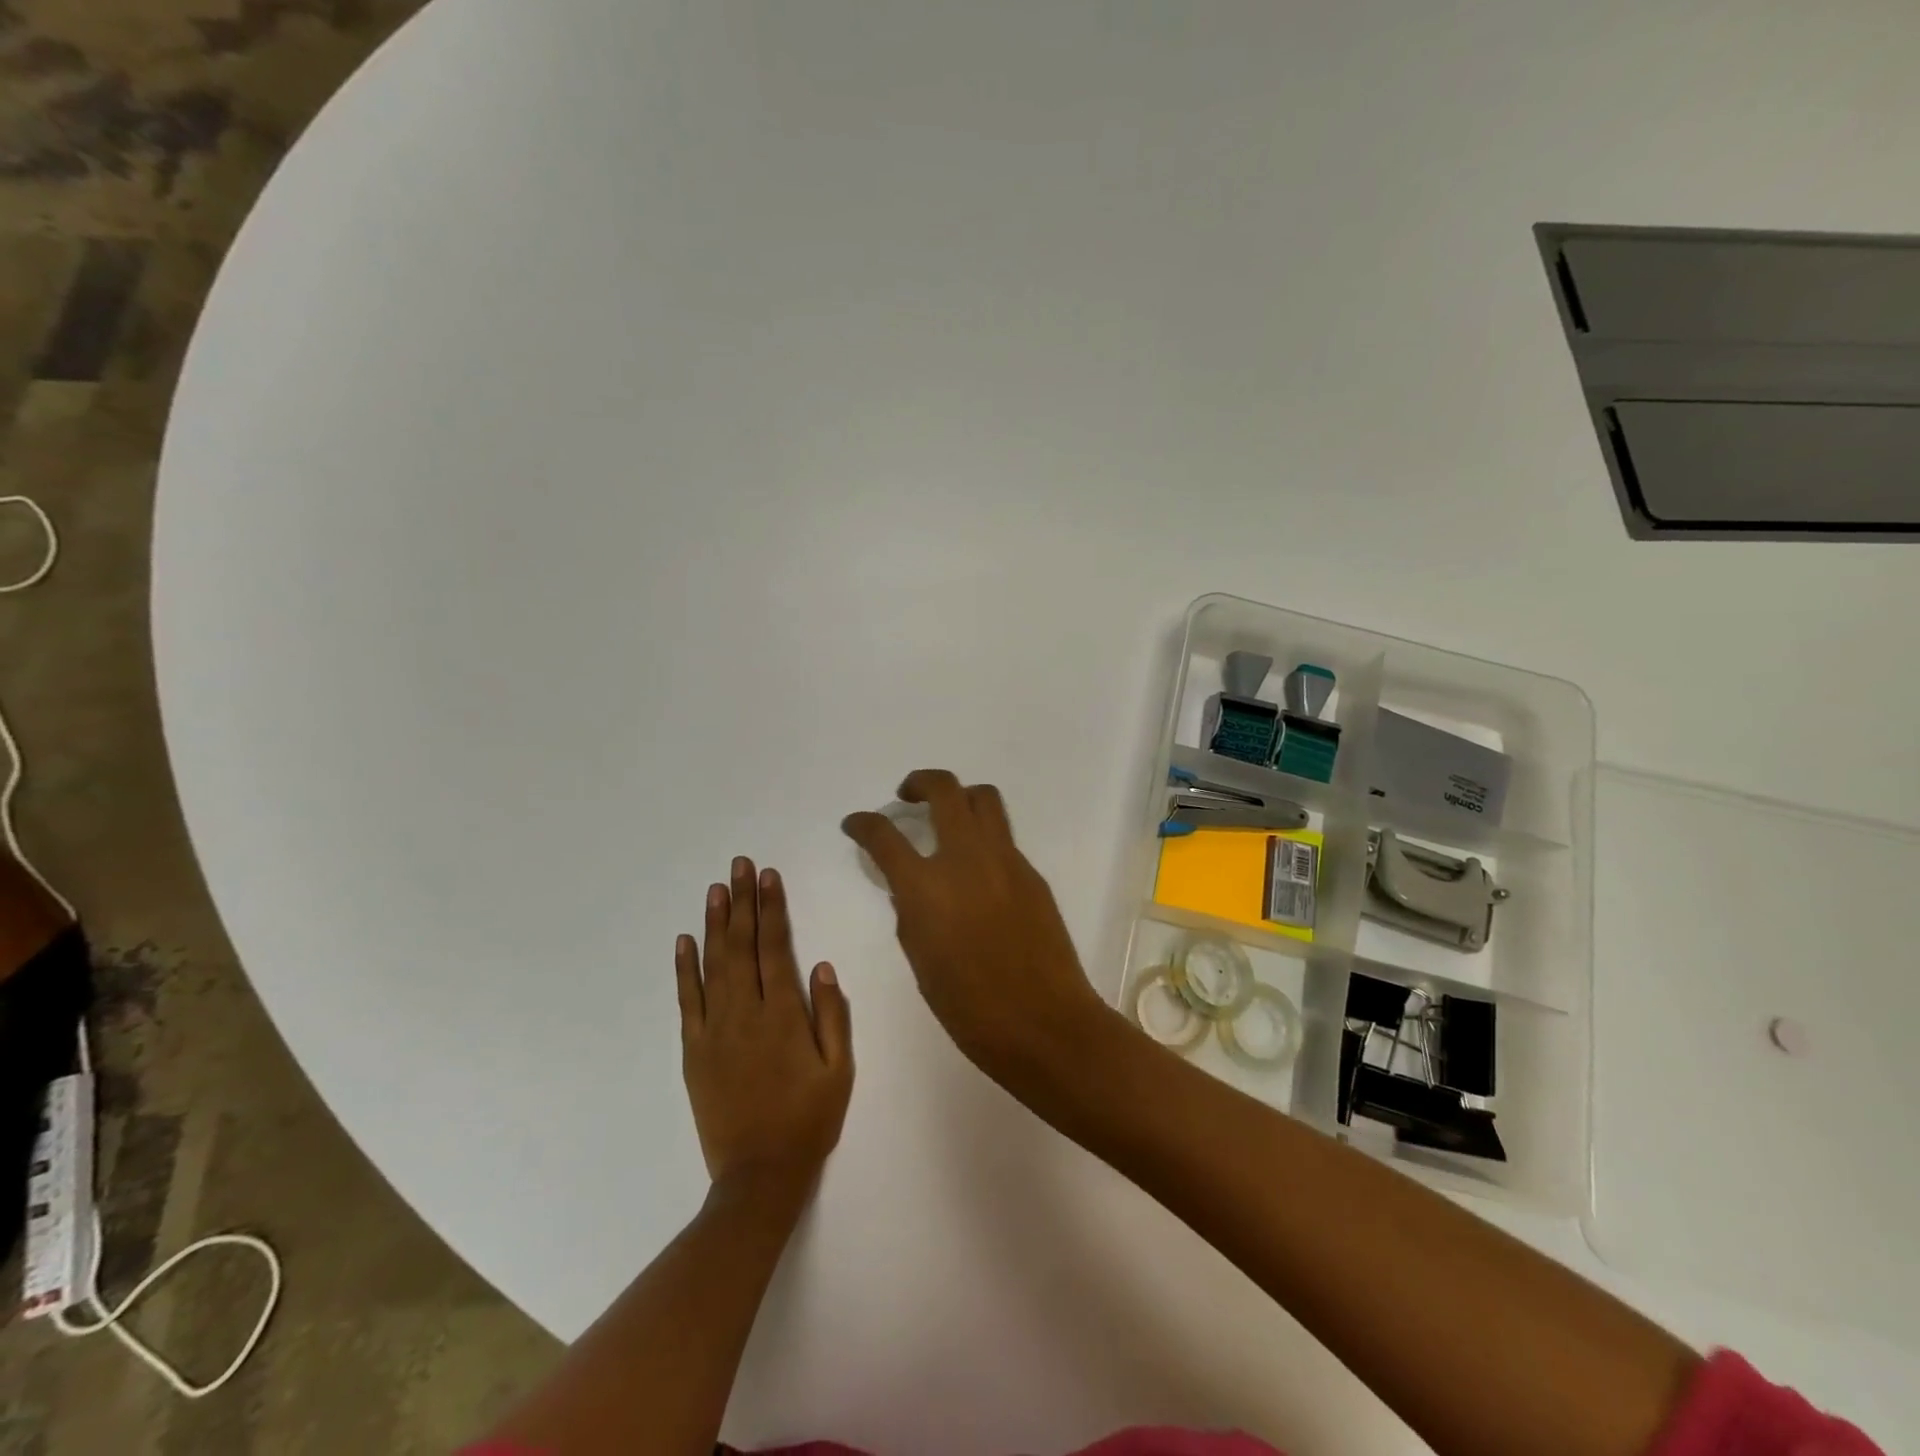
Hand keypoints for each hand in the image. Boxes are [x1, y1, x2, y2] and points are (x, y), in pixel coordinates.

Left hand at [676, 858, 852, 1204]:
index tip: (768, 876)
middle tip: (739, 865)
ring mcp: (714, 1030)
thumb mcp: (839, 1070)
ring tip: (715, 889)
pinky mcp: (694, 1050)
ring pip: (713, 964)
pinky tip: (685, 941)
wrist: (758, 1176)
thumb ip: (833, 1015)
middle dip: (742, 902)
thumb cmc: (808, 1120)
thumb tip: (823, 966)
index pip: (775, 947)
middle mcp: (745, 1013)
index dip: (771, 908)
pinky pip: (687, 1001)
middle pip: (742, 945)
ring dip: (715, 924)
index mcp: (783, 1015)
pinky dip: (684, 969)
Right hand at [841, 770, 1108, 1082]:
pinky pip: (1003, 838)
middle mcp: (966, 858)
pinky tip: (977, 870)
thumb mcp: (921, 960)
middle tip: (907, 796)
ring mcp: (1005, 860)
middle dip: (919, 782)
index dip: (863, 823)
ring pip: (983, 799)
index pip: (884, 835)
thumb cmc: (970, 1007)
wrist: (1044, 1022)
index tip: (855, 823)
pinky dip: (983, 838)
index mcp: (927, 887)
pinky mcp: (1031, 873)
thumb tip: (911, 888)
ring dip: (959, 797)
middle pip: (944, 789)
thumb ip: (911, 912)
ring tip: (947, 817)